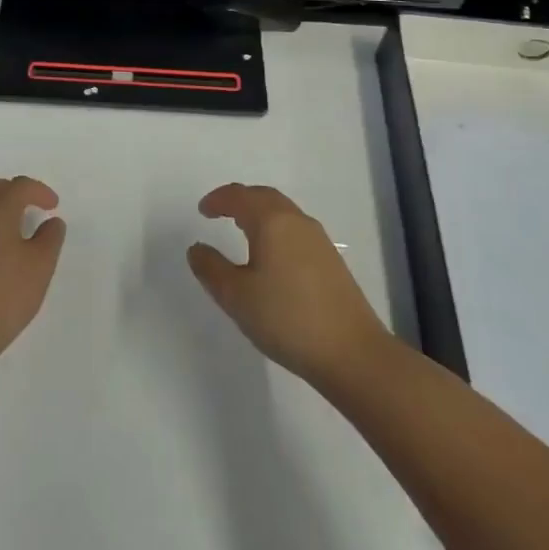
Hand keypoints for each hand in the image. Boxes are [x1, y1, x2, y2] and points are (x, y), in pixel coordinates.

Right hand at [187, 184, 391, 387]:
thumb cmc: (287, 318)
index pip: (240, 197)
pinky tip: (271, 256)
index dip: (218, 199)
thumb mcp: (237, 297)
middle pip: (264, 197)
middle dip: (240, 200)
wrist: (352, 352)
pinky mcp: (331, 261)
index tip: (203, 210)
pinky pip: (295, 230)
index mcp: (272, 222)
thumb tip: (197, 248)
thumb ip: (211, 269)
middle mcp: (297, 222)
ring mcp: (318, 240)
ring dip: (260, 214)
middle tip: (220, 212)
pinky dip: (276, 230)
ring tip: (242, 230)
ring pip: (283, 213)